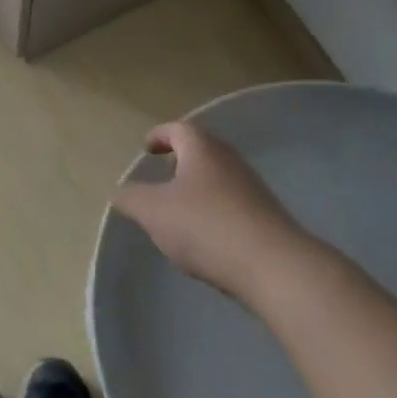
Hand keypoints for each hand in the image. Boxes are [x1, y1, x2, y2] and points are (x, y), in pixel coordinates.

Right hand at [111, 120, 313, 301]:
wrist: (275, 268)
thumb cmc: (206, 226)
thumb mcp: (152, 211)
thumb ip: (131, 198)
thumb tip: (121, 192)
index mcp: (202, 150)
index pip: (178, 129)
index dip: (159, 135)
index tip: (146, 147)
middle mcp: (230, 162)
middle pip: (202, 151)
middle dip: (180, 161)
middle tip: (161, 175)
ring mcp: (253, 190)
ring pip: (218, 179)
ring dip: (198, 188)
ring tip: (178, 210)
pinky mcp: (267, 219)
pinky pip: (232, 205)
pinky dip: (214, 211)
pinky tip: (205, 237)